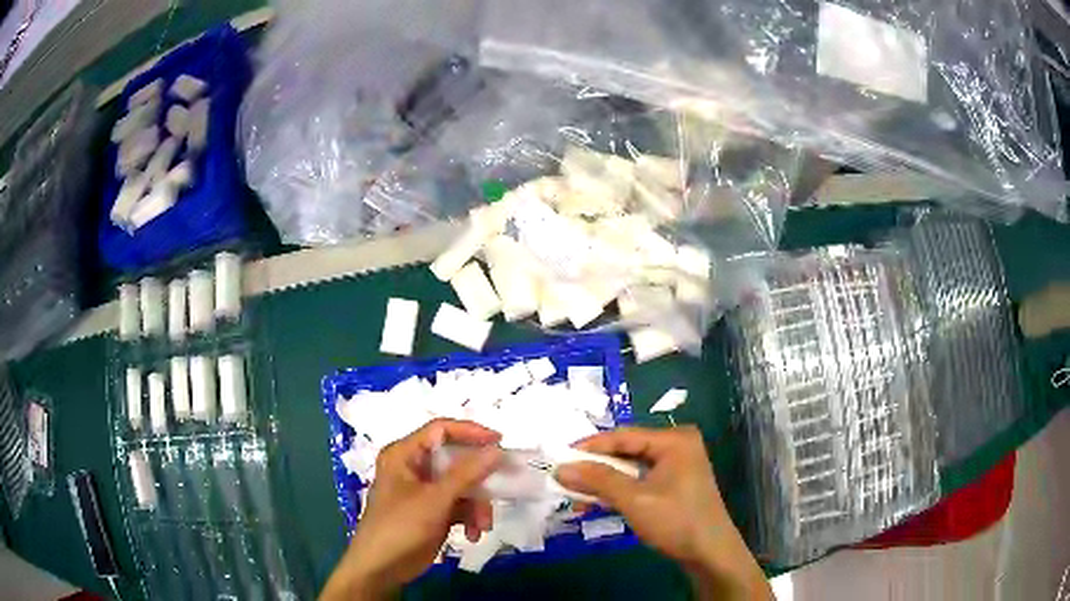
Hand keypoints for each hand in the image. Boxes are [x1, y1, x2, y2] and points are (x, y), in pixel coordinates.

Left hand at [320, 419, 502, 600]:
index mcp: (405, 454)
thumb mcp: (435, 499)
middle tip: (504, 485)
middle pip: (456, 460)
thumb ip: (467, 473)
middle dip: (479, 480)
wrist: (381, 568)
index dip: (471, 432)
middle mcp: (414, 468)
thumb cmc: (400, 526)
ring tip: (483, 526)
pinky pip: (459, 506)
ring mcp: (424, 492)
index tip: (501, 442)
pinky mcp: (432, 512)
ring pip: (462, 486)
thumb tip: (497, 449)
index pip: (441, 430)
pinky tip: (473, 535)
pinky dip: (469, 518)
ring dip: (476, 505)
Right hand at [555, 426, 771, 599]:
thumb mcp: (634, 499)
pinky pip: (640, 481)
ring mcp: (677, 466)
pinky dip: (619, 492)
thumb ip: (598, 480)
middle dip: (596, 469)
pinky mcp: (675, 484)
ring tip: (575, 498)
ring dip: (604, 484)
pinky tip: (597, 505)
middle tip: (565, 479)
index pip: (623, 436)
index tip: (559, 458)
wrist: (710, 553)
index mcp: (674, 440)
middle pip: (627, 451)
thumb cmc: (676, 520)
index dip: (590, 447)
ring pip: (631, 469)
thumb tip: (561, 468)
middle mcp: (677, 446)